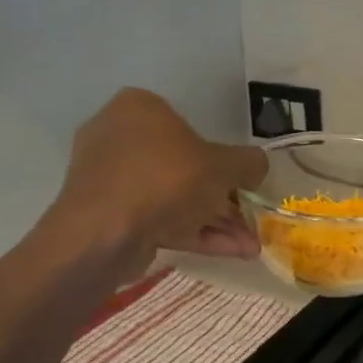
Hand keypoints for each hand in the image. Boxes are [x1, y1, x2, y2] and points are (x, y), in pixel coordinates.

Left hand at [49, 89, 264, 273]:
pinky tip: (233, 253)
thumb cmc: (167, 179)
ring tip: (250, 246)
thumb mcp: (224, 166)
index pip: (189, 126)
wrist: (104, 233)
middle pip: (184, 167)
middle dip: (223, 199)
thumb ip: (248, 163)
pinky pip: (159, 218)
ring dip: (216, 221)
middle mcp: (119, 136)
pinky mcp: (110, 215)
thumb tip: (257, 167)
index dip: (223, 157)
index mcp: (140, 108)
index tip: (244, 184)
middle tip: (250, 219)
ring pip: (174, 198)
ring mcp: (111, 179)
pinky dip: (195, 233)